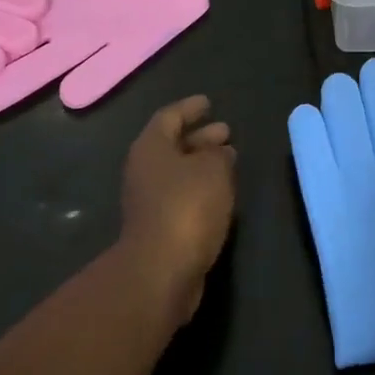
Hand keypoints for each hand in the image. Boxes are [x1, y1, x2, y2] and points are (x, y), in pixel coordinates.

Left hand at [119, 95, 236, 325]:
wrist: (160, 272)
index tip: (208, 103)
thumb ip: (219, 155)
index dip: (190, 108)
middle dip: (200, 137)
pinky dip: (200, 189)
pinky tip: (220, 193)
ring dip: (202, 165)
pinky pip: (181, 197)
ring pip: (178, 172)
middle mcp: (144, 170)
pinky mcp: (158, 229)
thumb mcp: (213, 170)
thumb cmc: (186, 207)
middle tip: (226, 132)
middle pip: (173, 145)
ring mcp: (148, 201)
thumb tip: (219, 153)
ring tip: (230, 161)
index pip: (170, 116)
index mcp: (151, 147)